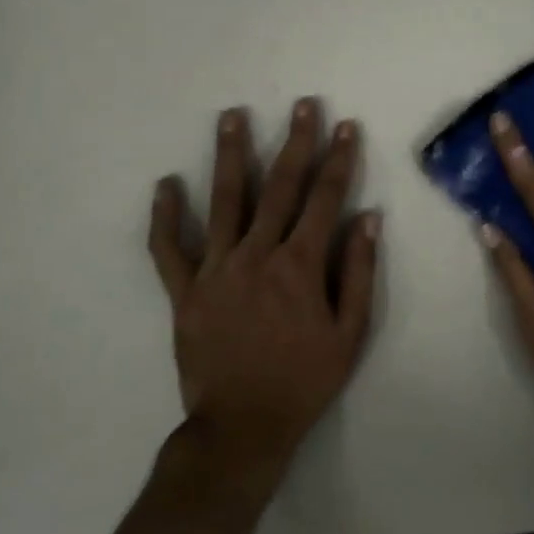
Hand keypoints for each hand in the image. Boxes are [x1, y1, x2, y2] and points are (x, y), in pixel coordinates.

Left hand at [149, 98, 380, 471]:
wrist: (242, 428)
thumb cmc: (304, 381)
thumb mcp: (350, 334)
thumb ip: (360, 273)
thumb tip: (368, 219)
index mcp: (300, 266)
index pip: (325, 198)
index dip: (338, 159)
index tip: (345, 126)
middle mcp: (258, 255)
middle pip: (279, 186)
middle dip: (295, 141)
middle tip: (302, 104)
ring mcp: (216, 269)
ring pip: (224, 201)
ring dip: (230, 155)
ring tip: (232, 116)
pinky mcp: (184, 290)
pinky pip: (169, 248)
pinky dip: (166, 216)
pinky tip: (165, 184)